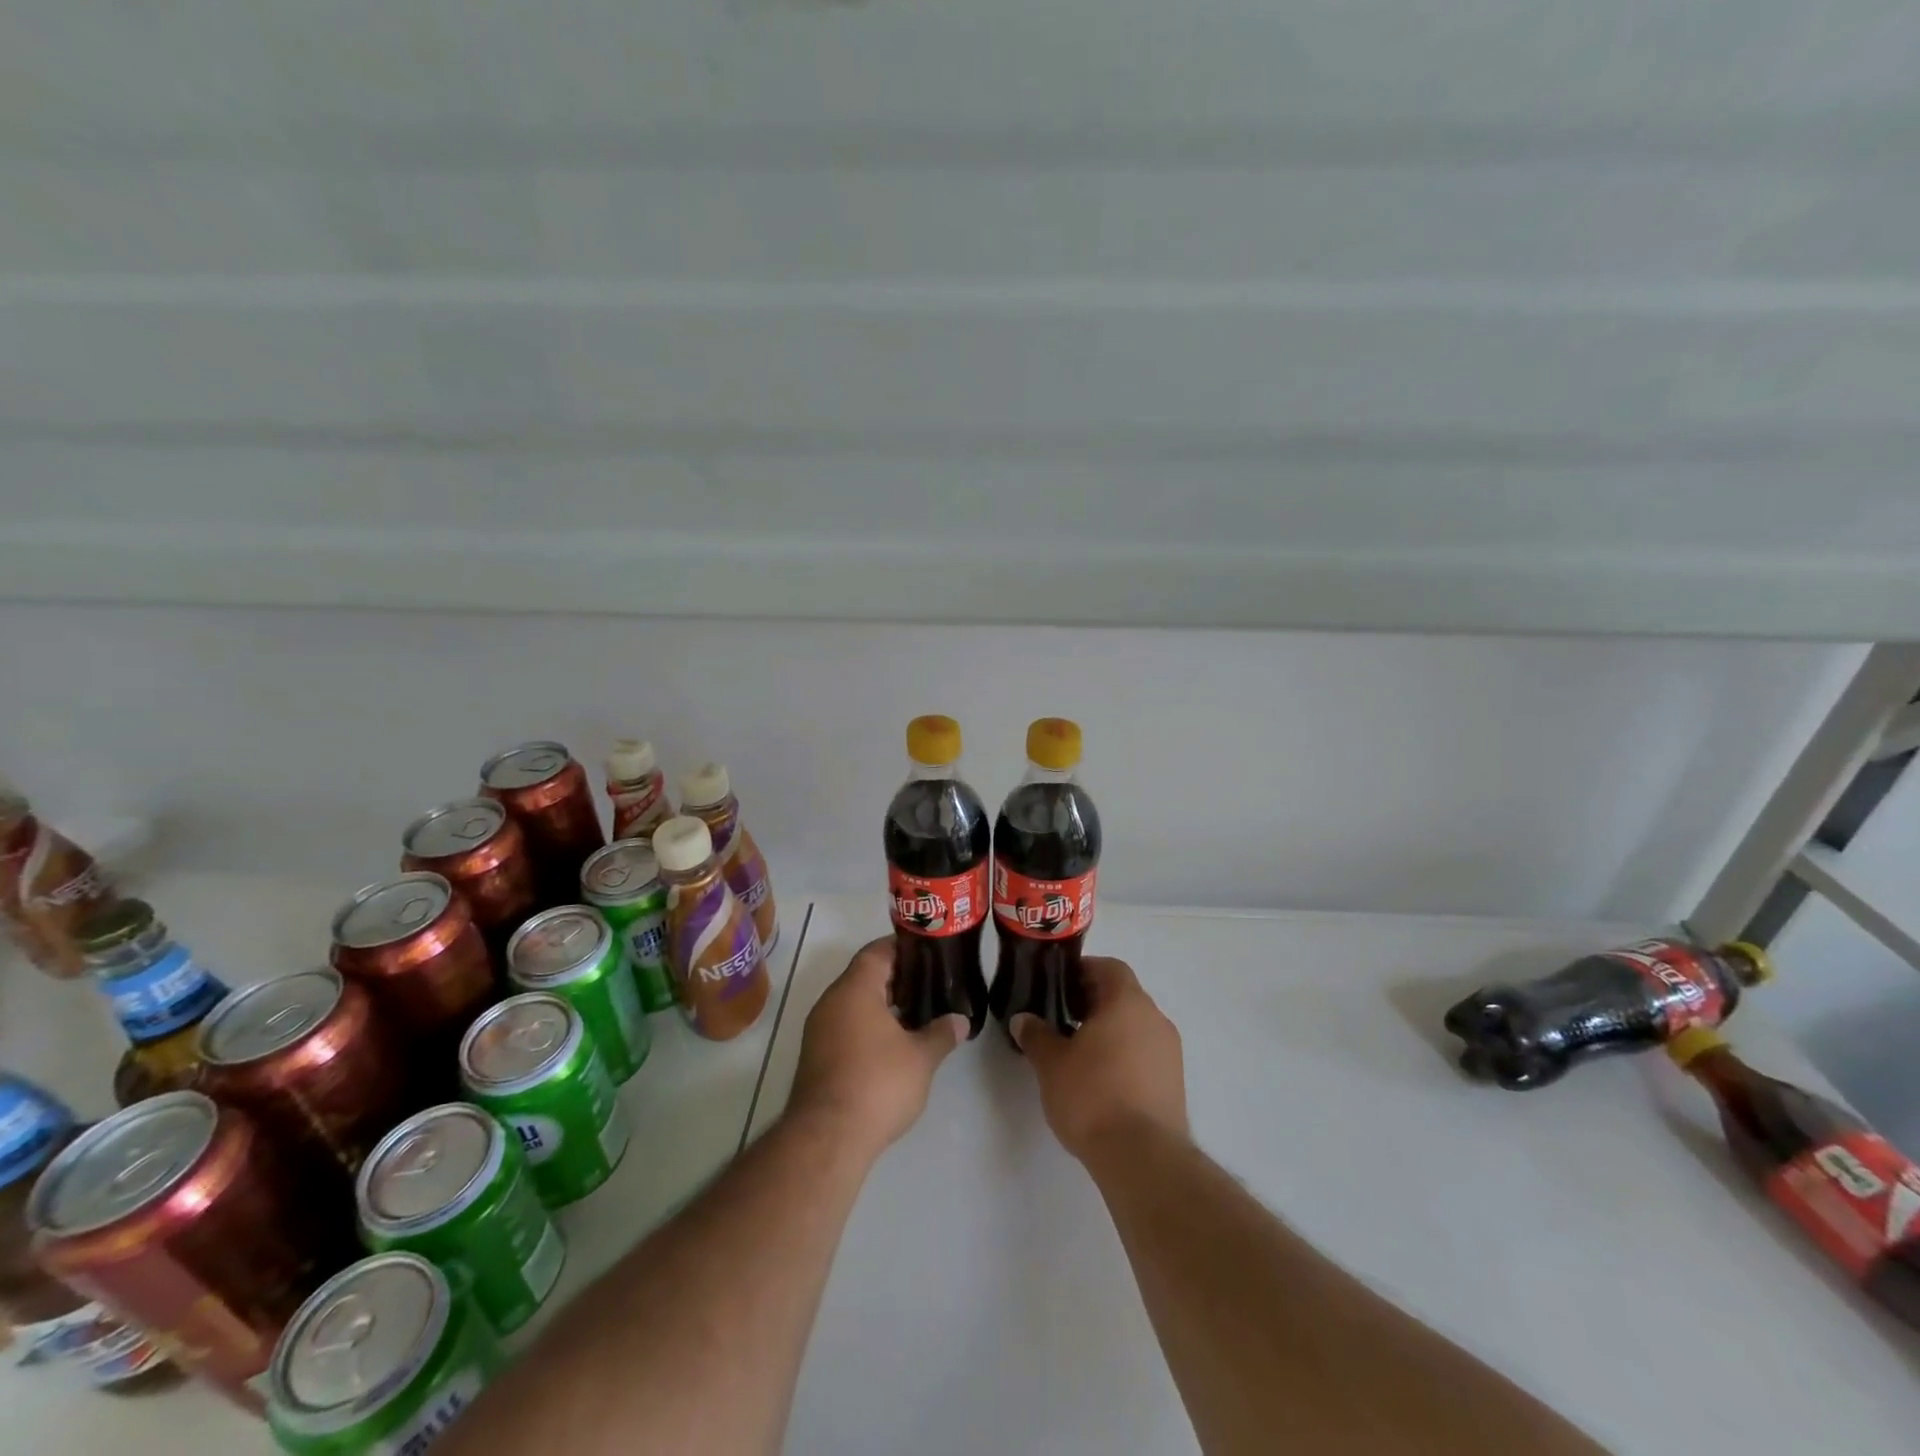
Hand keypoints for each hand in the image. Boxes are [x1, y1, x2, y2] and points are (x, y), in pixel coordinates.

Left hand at [788, 937, 967, 1160]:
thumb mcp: (921, 1057)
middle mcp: (831, 1002)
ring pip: (854, 1003)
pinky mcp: (816, 1056)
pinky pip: (845, 1026)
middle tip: (931, 983)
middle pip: (864, 975)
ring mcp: (819, 1030)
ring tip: (918, 1013)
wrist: (827, 1138)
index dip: (903, 947)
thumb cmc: (877, 1084)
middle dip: (897, 978)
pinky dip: (868, 1026)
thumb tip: (960, 1020)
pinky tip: (893, 1044)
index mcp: (854, 989)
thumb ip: (942, 1033)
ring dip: (882, 1005)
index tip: (929, 952)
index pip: (877, 951)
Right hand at [1012, 957, 1186, 1163]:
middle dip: (1093, 1003)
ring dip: (1110, 1031)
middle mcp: (1155, 1018)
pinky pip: (1146, 1054)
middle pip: (1123, 995)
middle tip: (1062, 1019)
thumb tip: (1023, 1019)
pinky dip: (1125, 1056)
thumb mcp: (1051, 1063)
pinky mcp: (1175, 1083)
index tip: (1058, 987)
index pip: (1109, 967)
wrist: (1142, 1158)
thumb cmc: (1093, 1096)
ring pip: (1136, 1026)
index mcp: (1127, 1001)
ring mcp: (1170, 1051)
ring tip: (1079, 1053)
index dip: (1083, 971)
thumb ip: (1036, 1035)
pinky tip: (1102, 1081)